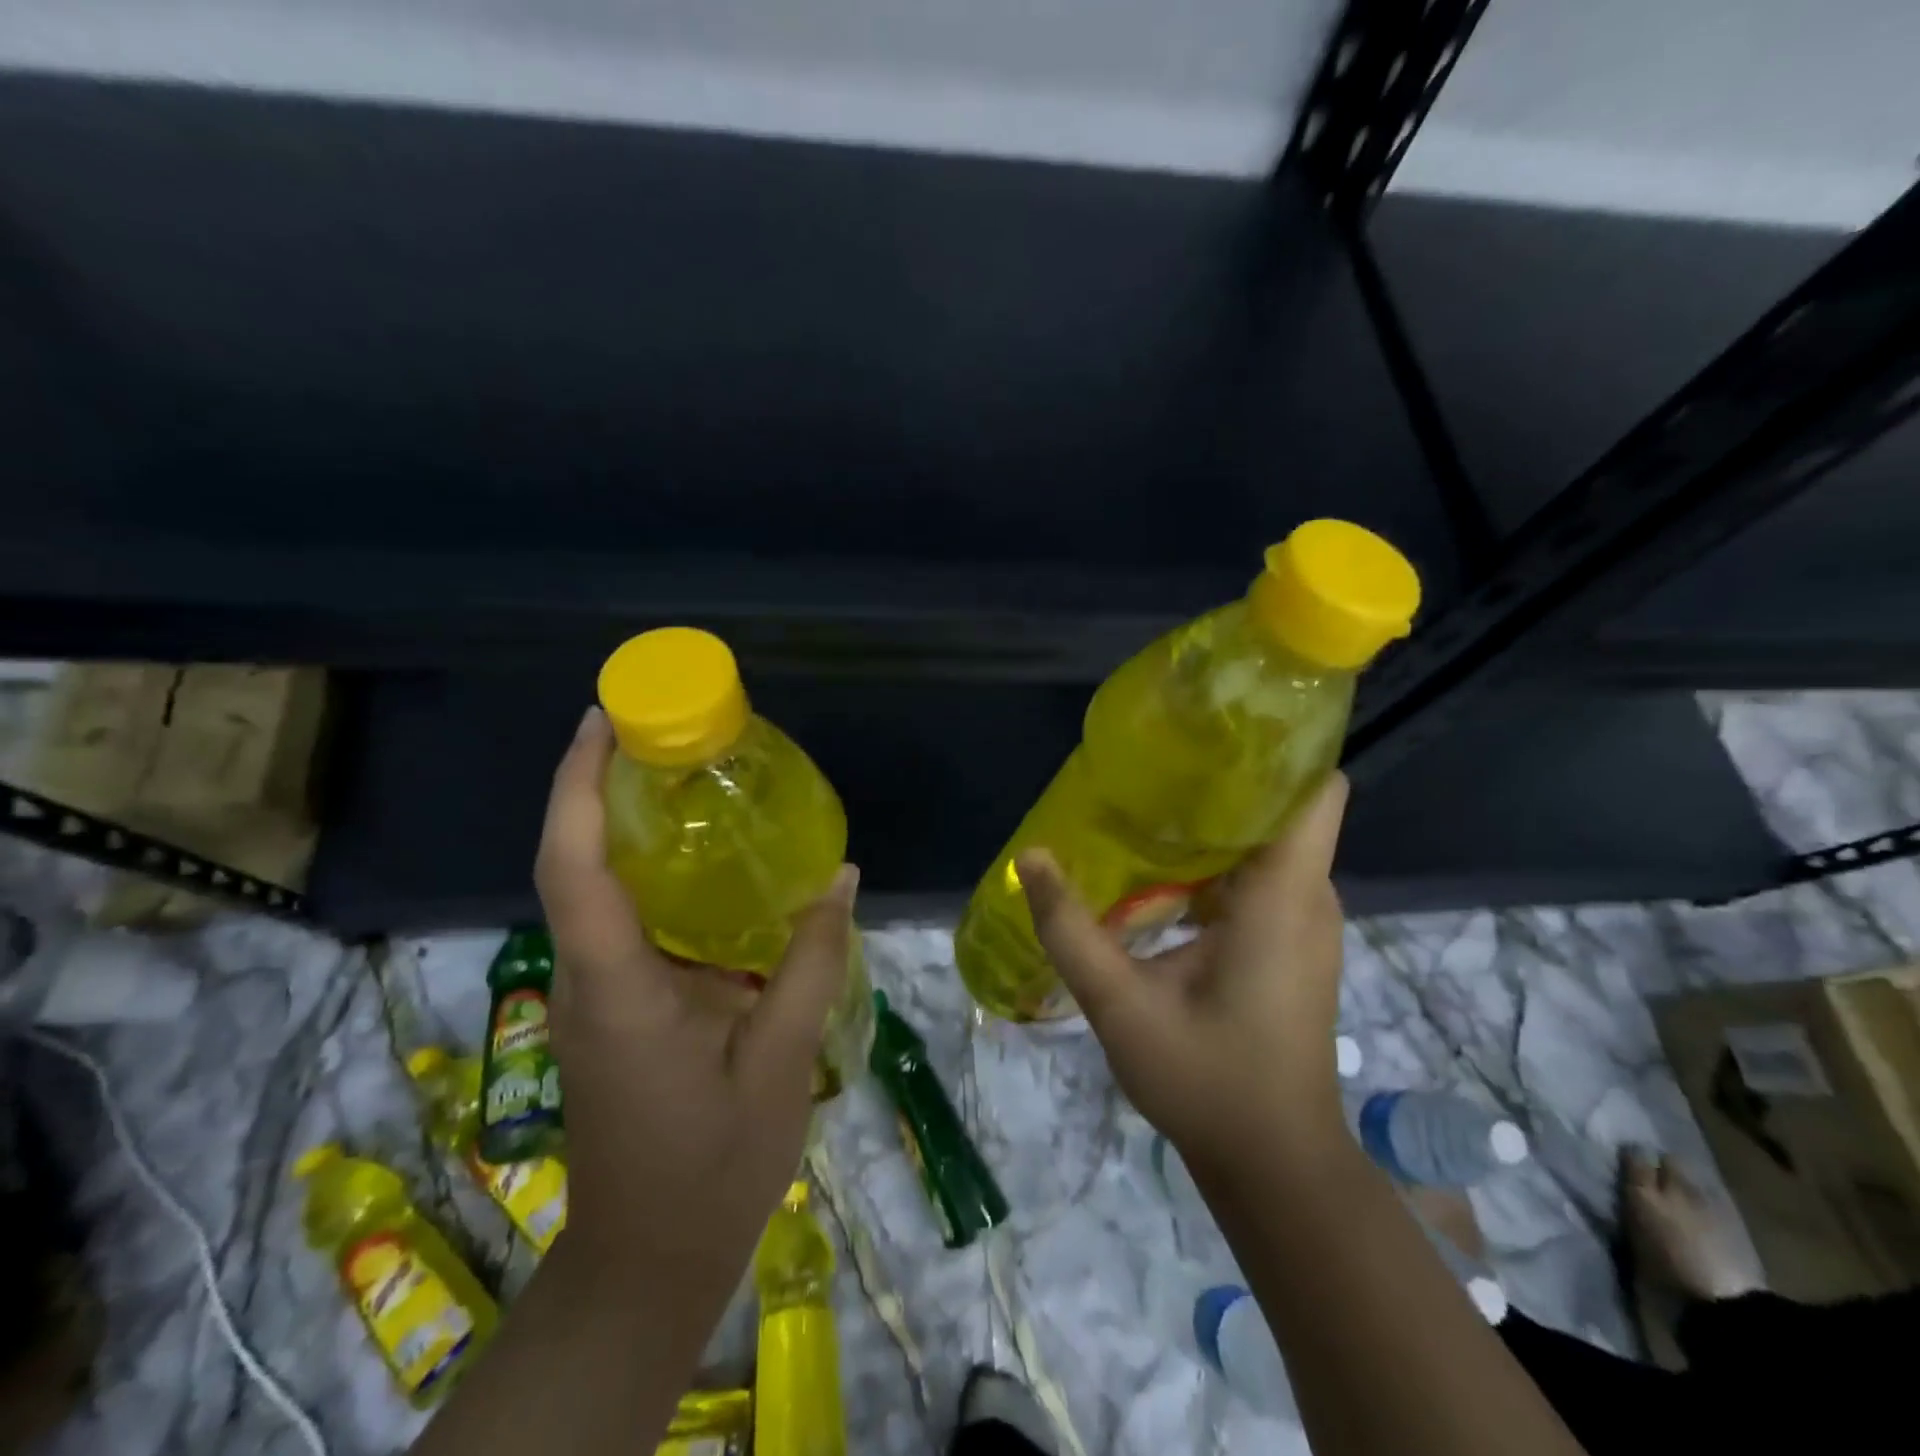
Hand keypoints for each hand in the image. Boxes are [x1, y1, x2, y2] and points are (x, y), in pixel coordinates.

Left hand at [532, 707, 856, 1323]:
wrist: (649, 1261)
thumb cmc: (712, 1165)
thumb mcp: (780, 1060)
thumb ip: (812, 961)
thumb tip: (840, 875)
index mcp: (618, 987)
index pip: (574, 866)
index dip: (578, 784)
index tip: (604, 719)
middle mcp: (589, 977)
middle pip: (576, 861)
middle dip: (602, 785)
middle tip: (666, 731)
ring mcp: (594, 993)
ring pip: (594, 887)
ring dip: (625, 823)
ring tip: (689, 776)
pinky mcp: (612, 1006)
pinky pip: (623, 919)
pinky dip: (651, 872)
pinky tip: (707, 864)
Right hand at [1016, 772, 1349, 1169]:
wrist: (1273, 1166)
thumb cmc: (1208, 1082)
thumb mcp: (1122, 1006)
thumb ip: (1072, 929)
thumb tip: (1030, 858)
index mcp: (1283, 898)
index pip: (1315, 791)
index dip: (1278, 750)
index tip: (1217, 729)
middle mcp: (1306, 898)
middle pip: (1279, 808)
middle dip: (1223, 781)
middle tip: (1153, 765)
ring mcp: (1303, 923)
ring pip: (1265, 844)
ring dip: (1214, 824)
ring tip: (1147, 807)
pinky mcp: (1291, 944)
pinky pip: (1258, 879)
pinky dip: (1216, 864)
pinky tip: (1161, 873)